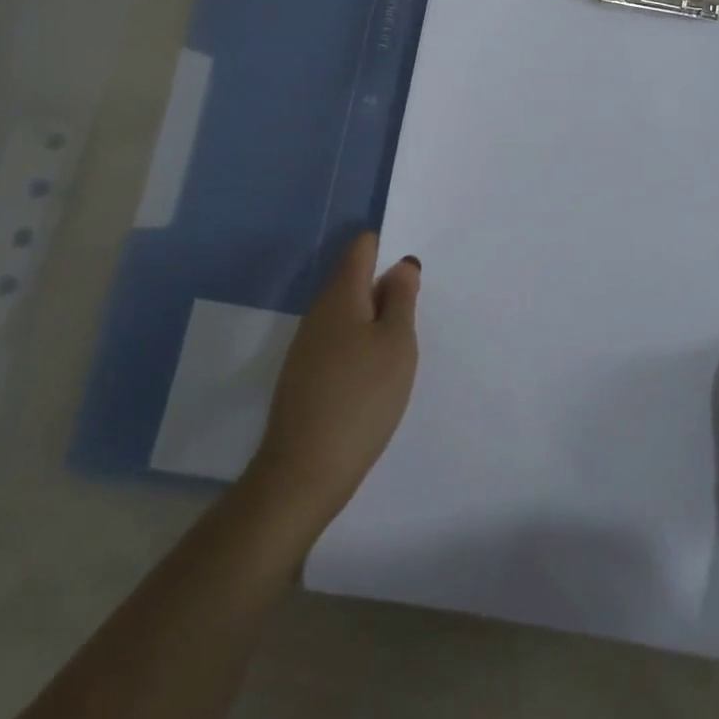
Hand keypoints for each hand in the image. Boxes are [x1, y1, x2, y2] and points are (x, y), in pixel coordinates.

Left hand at [247, 230, 420, 530]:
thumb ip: (401, 298)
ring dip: (372, 320)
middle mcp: (319, 310)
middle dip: (384, 288)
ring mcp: (307, 344)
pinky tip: (373, 376)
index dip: (387, 248)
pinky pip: (337, 341)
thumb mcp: (397, 344)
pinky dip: (358, 346)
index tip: (411, 271)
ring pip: (346, 313)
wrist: (304, 471)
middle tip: (415, 313)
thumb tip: (401, 264)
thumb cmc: (362, 398)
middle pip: (353, 279)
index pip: (361, 247)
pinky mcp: (303, 375)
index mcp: (341, 294)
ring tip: (400, 347)